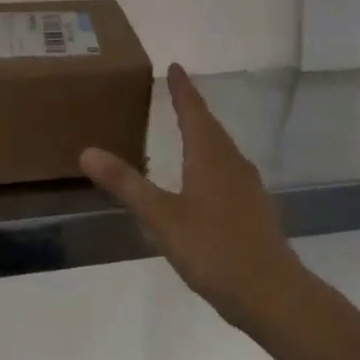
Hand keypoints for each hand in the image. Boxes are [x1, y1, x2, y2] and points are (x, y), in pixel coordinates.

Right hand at [81, 63, 306, 328]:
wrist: (271, 293)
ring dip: (204, 135)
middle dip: (192, 109)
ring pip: (222, 149)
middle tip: (177, 93)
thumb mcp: (161, 218)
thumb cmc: (213, 249)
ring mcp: (248, 186)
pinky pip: (228, 171)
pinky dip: (212, 163)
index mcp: (210, 156)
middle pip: (210, 126)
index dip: (182, 89)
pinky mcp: (255, 208)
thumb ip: (127, 185)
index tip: (176, 66)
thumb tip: (88, 151)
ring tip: (187, 132)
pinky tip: (204, 183)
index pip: (192, 111)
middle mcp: (232, 162)